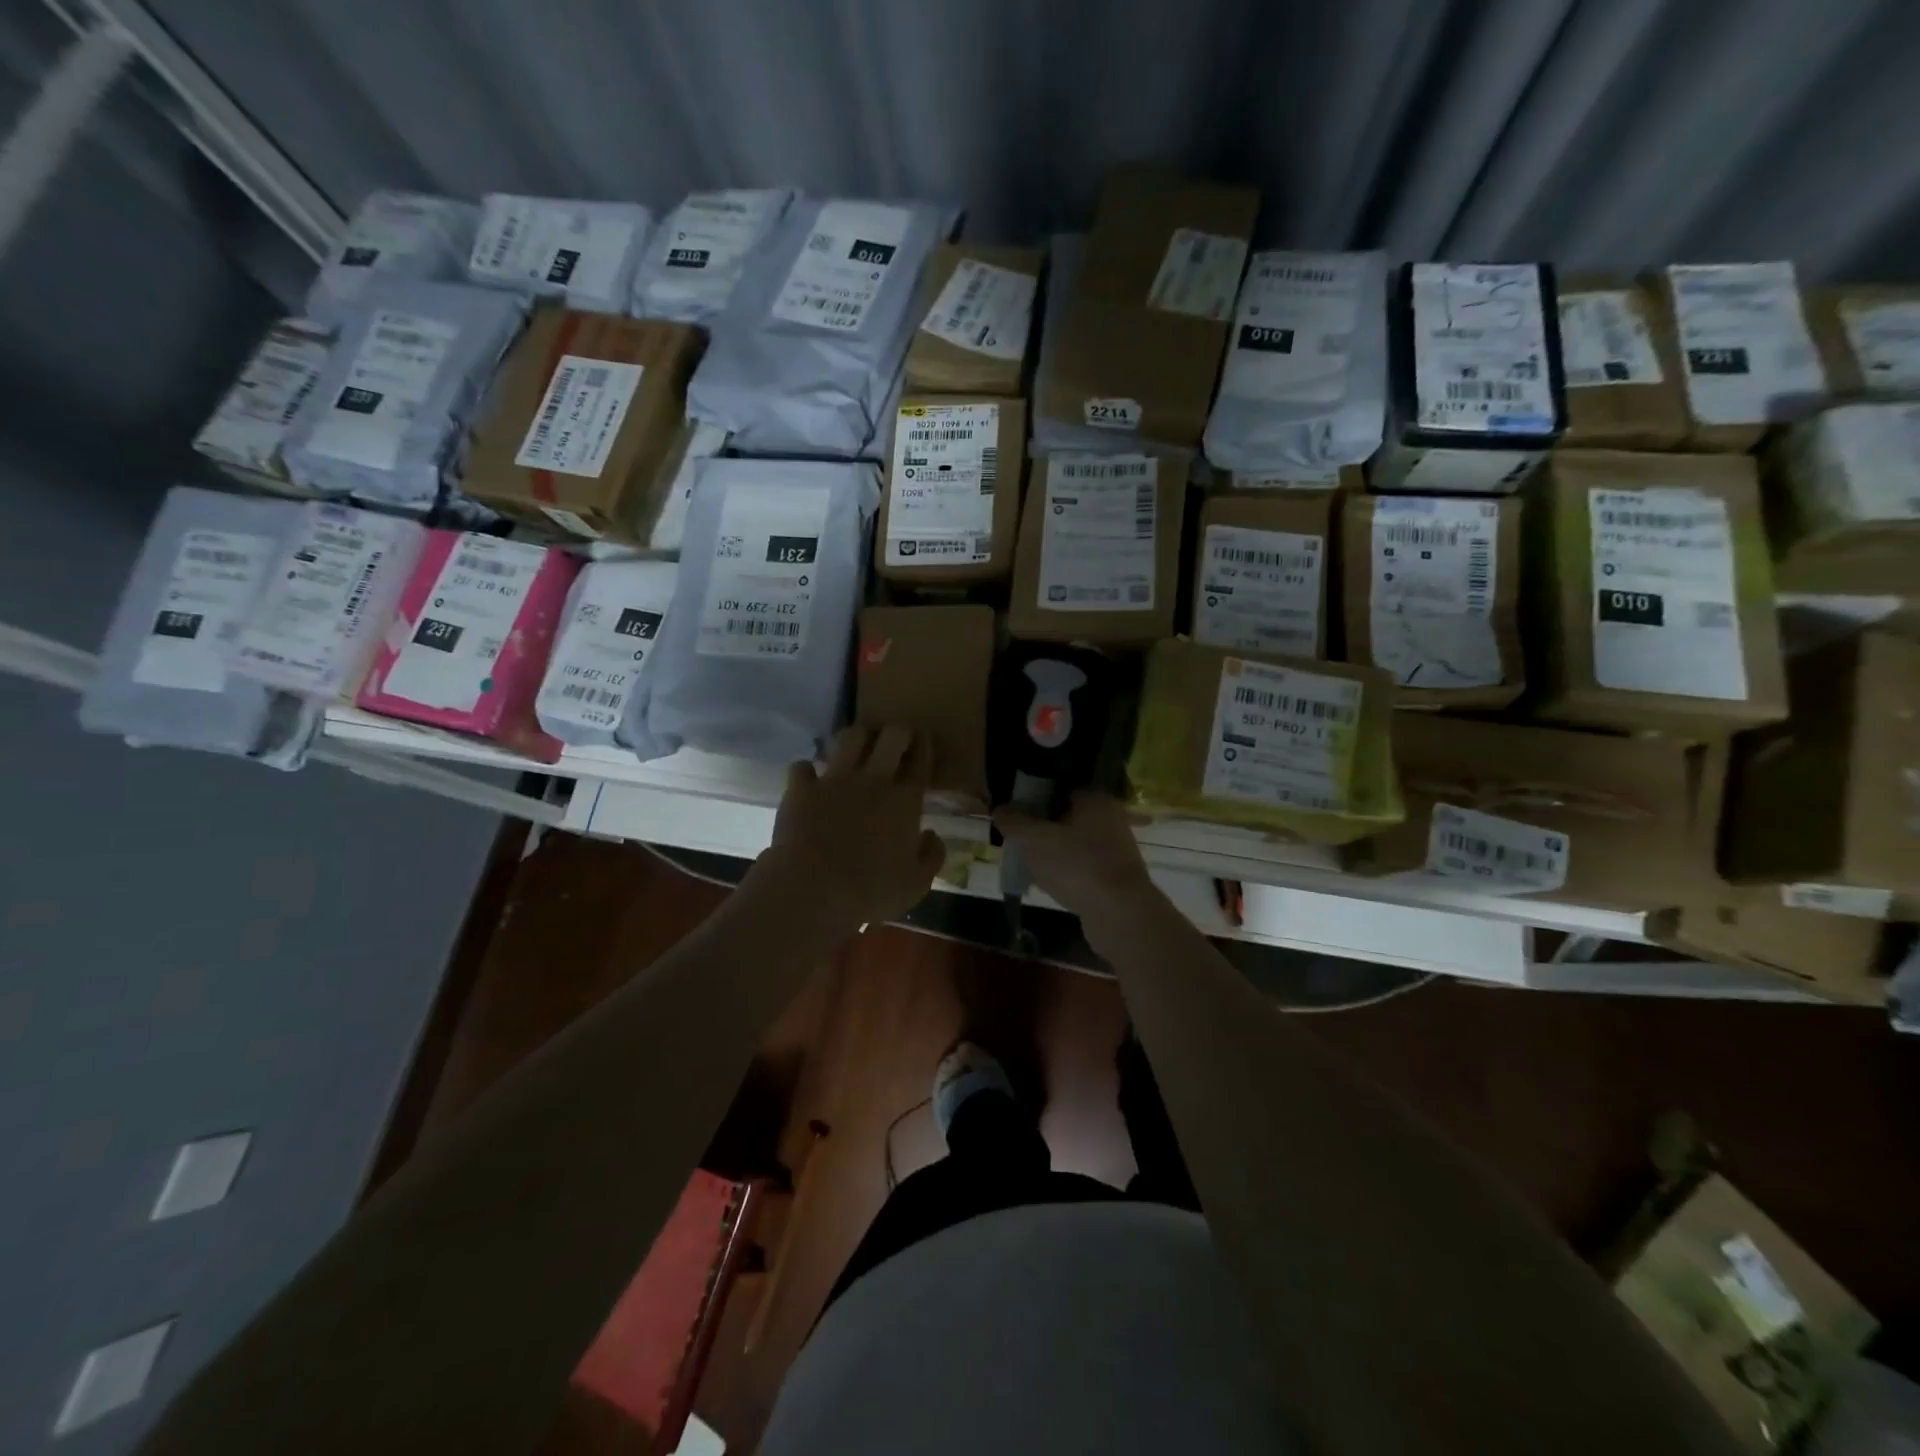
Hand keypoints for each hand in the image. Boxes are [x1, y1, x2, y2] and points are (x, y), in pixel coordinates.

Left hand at [756, 725, 945, 933]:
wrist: (812, 890)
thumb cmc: (871, 891)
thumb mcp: (916, 884)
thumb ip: (932, 855)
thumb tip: (933, 835)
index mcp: (905, 801)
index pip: (920, 761)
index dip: (925, 746)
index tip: (925, 740)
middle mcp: (873, 781)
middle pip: (891, 736)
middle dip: (898, 730)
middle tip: (898, 736)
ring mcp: (834, 780)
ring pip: (850, 738)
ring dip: (858, 736)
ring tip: (860, 742)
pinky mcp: (801, 789)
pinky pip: (803, 767)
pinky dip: (807, 770)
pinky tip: (810, 778)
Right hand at [992, 790, 1154, 922]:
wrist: (1120, 914)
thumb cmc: (1076, 865)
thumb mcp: (1033, 840)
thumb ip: (1013, 822)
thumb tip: (999, 808)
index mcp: (1095, 800)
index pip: (1060, 788)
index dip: (1035, 799)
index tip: (1015, 814)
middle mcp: (1111, 819)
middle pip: (1068, 818)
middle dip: (1043, 829)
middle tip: (1019, 842)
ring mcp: (1117, 850)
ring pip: (1076, 845)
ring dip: (1054, 854)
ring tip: (1030, 866)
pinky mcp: (1118, 878)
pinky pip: (1085, 868)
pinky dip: (1068, 874)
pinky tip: (1051, 886)